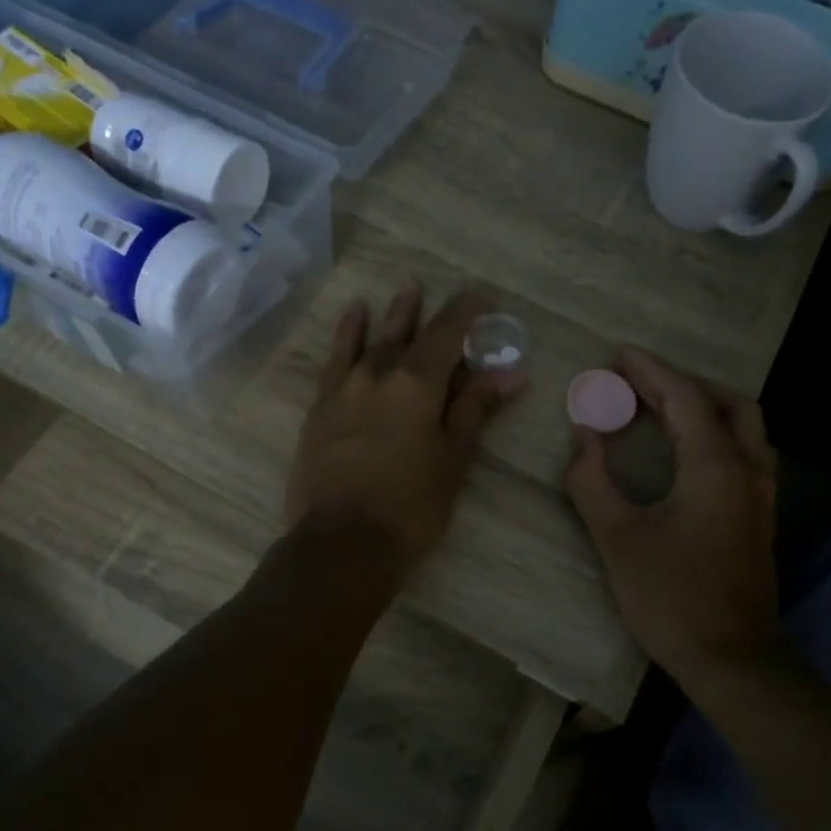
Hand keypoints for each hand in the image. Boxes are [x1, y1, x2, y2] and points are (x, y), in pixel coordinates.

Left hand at [286, 280, 522, 572]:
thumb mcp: (453, 458)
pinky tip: (353, 318)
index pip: (447, 333)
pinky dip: (347, 335)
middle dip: (426, 311)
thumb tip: (510, 373)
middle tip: (435, 289)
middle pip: (407, 332)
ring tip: (403, 289)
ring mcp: (345, 388)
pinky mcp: (320, 406)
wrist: (342, 542)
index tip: (481, 298)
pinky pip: (335, 359)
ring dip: (391, 315)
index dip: (466, 312)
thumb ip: (476, 409)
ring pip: (372, 340)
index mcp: (417, 383)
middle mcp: (379, 373)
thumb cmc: (411, 506)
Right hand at [565, 349, 780, 678]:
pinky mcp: (760, 516)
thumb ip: (592, 480)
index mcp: (714, 465)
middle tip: (636, 384)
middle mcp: (747, 468)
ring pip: (742, 426)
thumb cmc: (670, 596)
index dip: (650, 371)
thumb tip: (584, 435)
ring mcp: (761, 494)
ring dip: (703, 406)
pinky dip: (715, 432)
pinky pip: (744, 451)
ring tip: (661, 410)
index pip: (684, 397)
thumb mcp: (617, 537)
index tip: (618, 354)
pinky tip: (687, 452)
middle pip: (724, 402)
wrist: (732, 659)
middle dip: (680, 384)